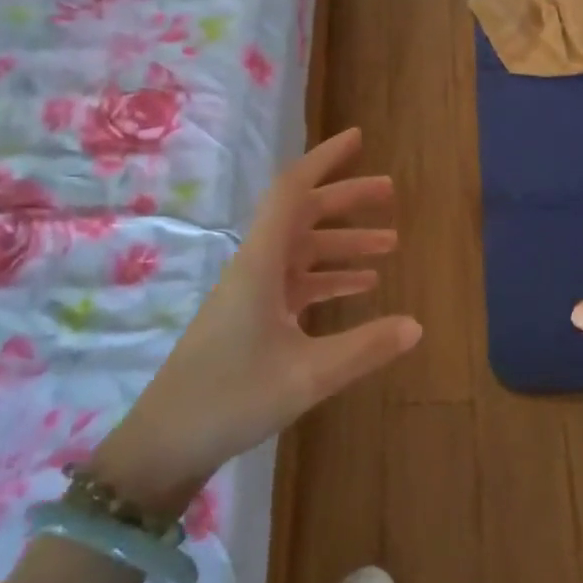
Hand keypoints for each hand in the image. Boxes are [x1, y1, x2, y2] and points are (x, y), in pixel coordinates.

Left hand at [92, 128, 420, 515]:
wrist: (165, 443)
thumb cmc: (231, 399)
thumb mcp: (307, 376)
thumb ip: (364, 348)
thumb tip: (417, 325)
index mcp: (261, 263)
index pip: (293, 191)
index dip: (325, 160)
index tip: (358, 139)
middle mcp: (256, 267)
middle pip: (303, 216)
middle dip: (346, 200)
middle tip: (390, 193)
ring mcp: (252, 293)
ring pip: (303, 250)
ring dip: (343, 242)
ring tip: (390, 243)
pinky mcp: (251, 318)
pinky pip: (297, 283)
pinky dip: (329, 277)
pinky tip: (361, 287)